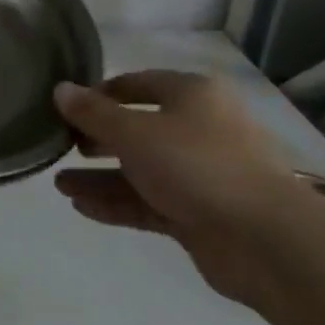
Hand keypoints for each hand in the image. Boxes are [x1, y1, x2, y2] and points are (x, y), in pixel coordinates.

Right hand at [52, 72, 308, 302]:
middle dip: (97, 139)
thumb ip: (93, 113)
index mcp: (192, 95)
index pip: (138, 83)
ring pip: (141, 170)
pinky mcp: (200, 214)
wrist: (265, 240)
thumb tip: (60, 89)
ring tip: (59, 185)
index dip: (100, 93)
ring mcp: (201, 174)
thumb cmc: (197, 165)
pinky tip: (81, 207)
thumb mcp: (134, 132)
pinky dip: (118, 203)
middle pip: (138, 128)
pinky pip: (150, 202)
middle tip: (62, 147)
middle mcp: (199, 129)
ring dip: (100, 177)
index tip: (66, 108)